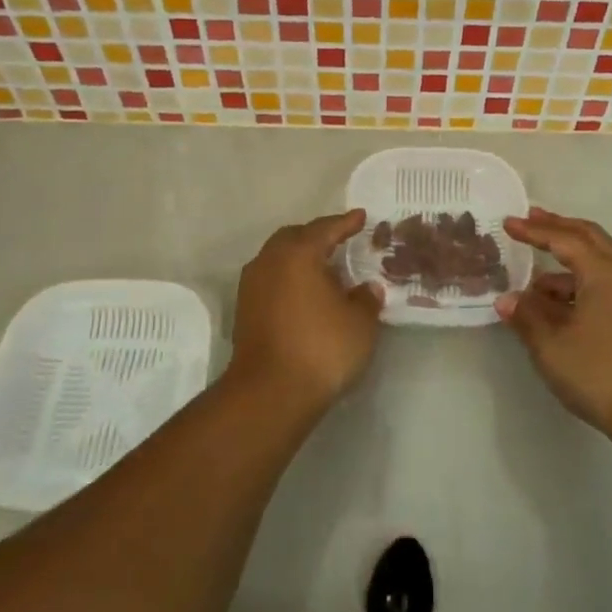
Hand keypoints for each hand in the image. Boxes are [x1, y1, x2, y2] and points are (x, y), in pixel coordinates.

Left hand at [231, 210, 382, 416]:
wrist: (269, 394)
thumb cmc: (321, 348)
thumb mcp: (360, 323)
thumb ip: (366, 299)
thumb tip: (366, 288)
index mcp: (299, 253)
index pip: (326, 228)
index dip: (346, 223)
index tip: (361, 217)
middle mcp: (270, 261)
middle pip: (295, 237)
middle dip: (317, 236)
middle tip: (340, 241)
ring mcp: (252, 286)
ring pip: (278, 259)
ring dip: (300, 259)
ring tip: (325, 271)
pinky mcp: (244, 311)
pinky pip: (271, 280)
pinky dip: (289, 279)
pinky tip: (306, 295)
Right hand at [497, 208, 611, 445]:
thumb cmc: (600, 374)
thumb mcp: (552, 346)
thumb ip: (526, 317)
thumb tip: (507, 300)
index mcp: (605, 273)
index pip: (565, 239)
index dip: (534, 231)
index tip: (508, 223)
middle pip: (589, 237)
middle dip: (558, 227)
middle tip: (529, 219)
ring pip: (599, 262)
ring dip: (567, 263)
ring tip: (533, 283)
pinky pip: (606, 283)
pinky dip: (580, 284)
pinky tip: (558, 306)